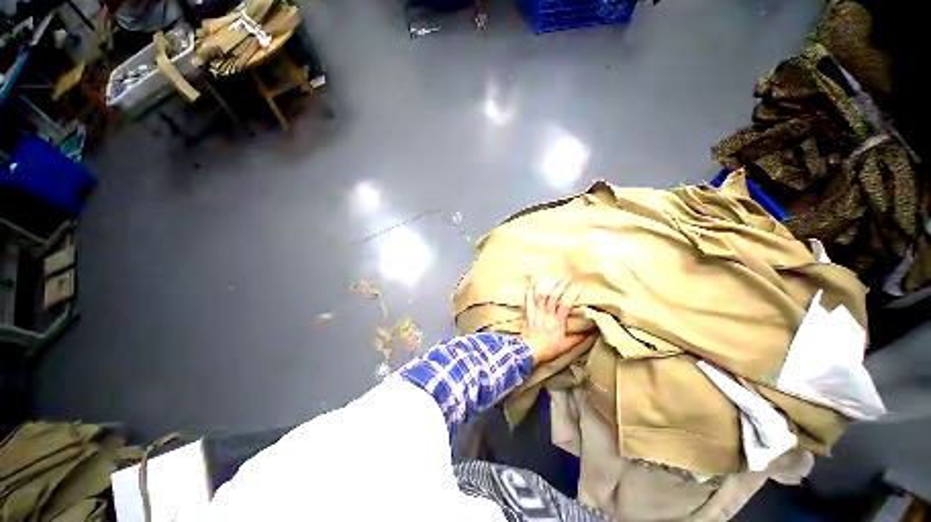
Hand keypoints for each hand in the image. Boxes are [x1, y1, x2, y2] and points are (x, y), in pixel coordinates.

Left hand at [521, 275, 588, 364]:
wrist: (529, 352)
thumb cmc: (548, 349)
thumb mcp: (567, 346)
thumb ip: (580, 338)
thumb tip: (593, 332)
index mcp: (558, 322)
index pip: (566, 305)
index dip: (573, 294)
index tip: (580, 284)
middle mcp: (547, 315)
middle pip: (554, 297)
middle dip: (561, 285)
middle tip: (568, 275)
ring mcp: (536, 313)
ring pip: (541, 296)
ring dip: (547, 285)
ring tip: (553, 275)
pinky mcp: (528, 313)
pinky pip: (528, 300)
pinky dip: (529, 290)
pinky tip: (532, 282)